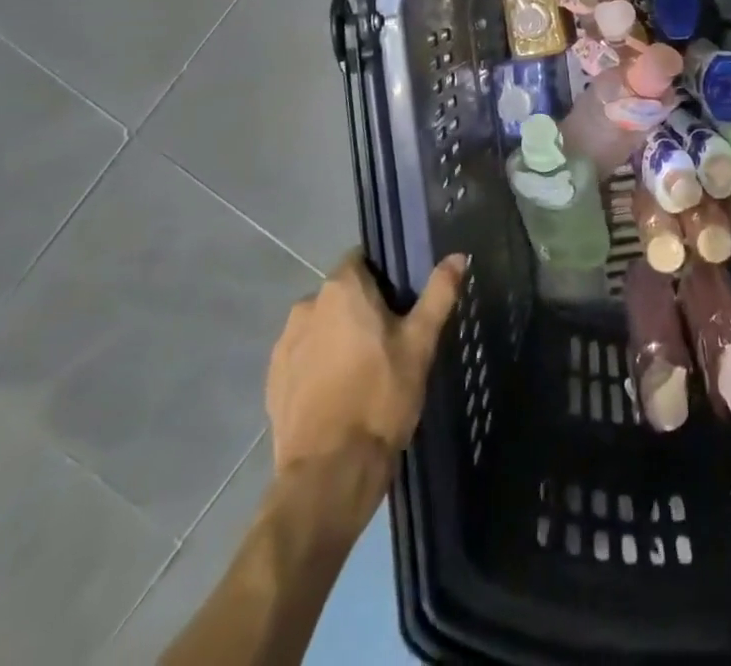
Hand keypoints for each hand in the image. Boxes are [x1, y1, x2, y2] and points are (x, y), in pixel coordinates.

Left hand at [265, 249, 466, 475]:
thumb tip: (458, 256)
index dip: (383, 277)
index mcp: (342, 288)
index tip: (402, 303)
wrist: (329, 474)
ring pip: (320, 327)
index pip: (362, 260)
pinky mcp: (272, 382)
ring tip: (364, 372)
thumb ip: (438, 293)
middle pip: (341, 295)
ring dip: (338, 338)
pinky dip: (318, 367)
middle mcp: (306, 306)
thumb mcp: (420, 343)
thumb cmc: (381, 397)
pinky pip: (303, 359)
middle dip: (361, 310)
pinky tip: (339, 395)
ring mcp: (284, 345)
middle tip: (390, 341)